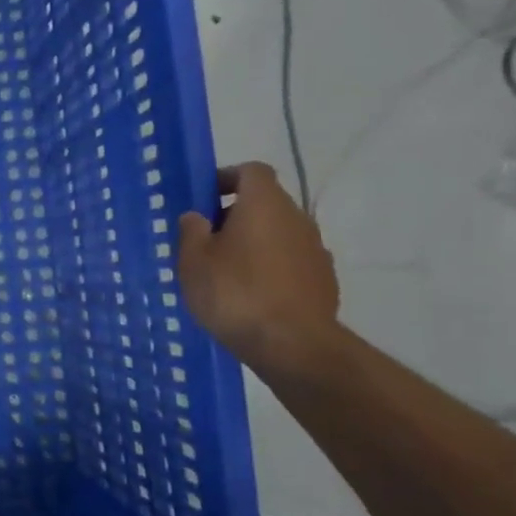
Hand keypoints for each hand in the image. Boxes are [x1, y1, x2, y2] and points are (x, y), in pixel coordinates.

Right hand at [177, 163, 339, 372]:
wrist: (292, 345)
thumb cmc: (234, 293)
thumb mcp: (193, 261)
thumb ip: (191, 231)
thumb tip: (197, 216)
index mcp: (264, 204)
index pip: (251, 171)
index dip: (226, 177)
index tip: (204, 198)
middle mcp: (296, 218)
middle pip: (265, 203)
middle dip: (235, 215)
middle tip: (205, 241)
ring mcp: (315, 249)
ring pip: (278, 233)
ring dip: (253, 243)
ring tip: (225, 272)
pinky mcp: (323, 279)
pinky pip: (290, 261)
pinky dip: (270, 267)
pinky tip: (250, 295)